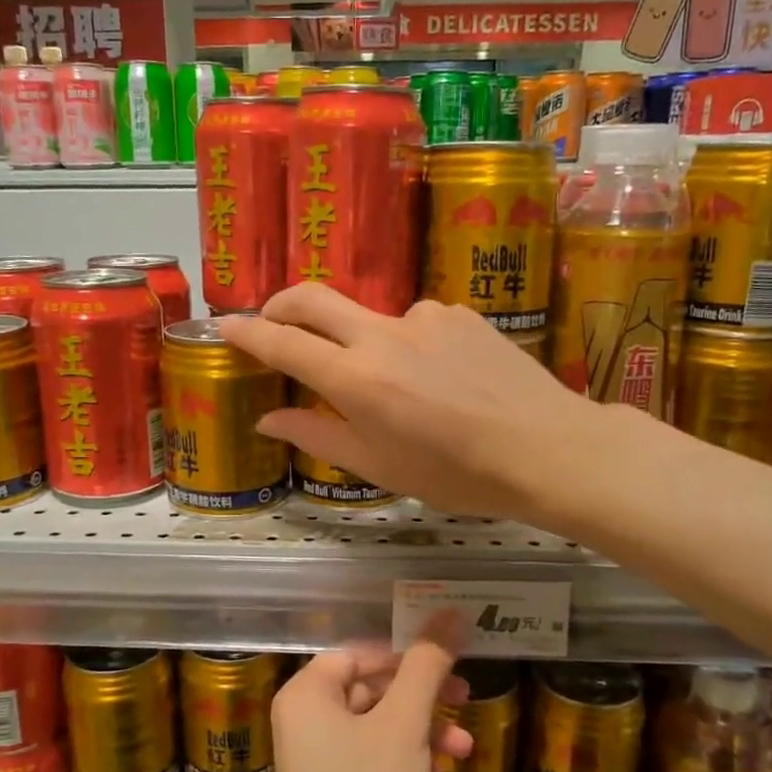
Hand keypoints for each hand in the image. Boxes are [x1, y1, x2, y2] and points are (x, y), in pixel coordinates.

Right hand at [219, 284, 606, 519]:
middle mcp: (382, 334)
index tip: (223, 325)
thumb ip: (318, 437)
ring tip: (404, 394)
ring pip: (372, 321)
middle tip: (271, 322)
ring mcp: (424, 316)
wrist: (547, 448)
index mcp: (356, 379)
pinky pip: (418, 325)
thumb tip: (268, 422)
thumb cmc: (457, 474)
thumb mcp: (379, 468)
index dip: (246, 331)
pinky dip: (411, 347)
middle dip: (280, 304)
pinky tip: (444, 382)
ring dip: (364, 345)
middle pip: (312, 298)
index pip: (283, 342)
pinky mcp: (459, 312)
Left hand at [268, 616, 472, 771]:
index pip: (359, 652)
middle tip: (464, 697)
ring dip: (421, 731)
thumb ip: (427, 667)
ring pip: (378, 727)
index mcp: (308, 694)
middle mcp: (305, 722)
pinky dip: (407, 761)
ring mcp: (318, 764)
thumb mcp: (403, 726)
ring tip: (463, 749)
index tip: (448, 659)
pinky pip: (374, 762)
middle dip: (421, 695)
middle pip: (370, 688)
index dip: (404, 652)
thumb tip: (450, 612)